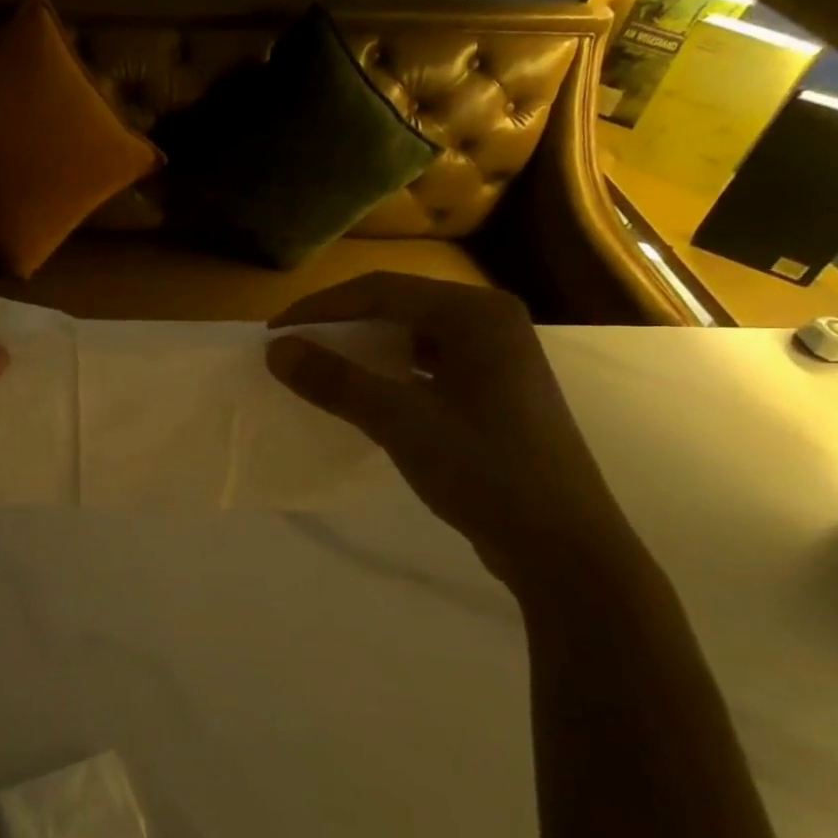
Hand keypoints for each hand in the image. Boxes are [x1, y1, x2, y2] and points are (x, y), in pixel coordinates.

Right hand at [266, 273, 642, 589]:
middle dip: (341, 325)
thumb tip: (276, 349)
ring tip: (320, 367)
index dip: (321, 308)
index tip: (275, 333)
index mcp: (476, 314)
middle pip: (398, 307)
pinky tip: (366, 394)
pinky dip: (389, 373)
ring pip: (412, 337)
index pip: (382, 291)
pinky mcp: (494, 392)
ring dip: (363, 349)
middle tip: (294, 347)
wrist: (563, 546)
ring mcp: (497, 358)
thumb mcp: (401, 422)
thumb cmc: (486, 471)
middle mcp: (491, 323)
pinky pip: (427, 365)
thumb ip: (336, 381)